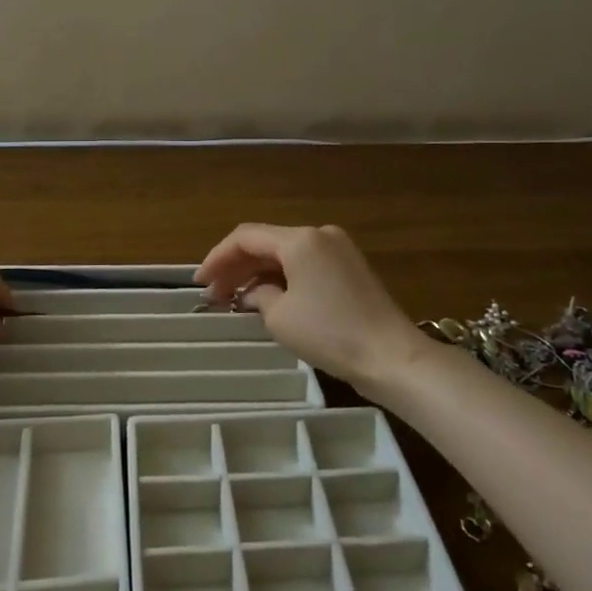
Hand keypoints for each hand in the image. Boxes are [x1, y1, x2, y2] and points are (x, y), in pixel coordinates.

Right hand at [195, 224, 424, 396]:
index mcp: (300, 239)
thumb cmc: (330, 333)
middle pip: (265, 243)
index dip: (217, 257)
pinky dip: (282, 277)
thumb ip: (257, 296)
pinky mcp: (349, 267)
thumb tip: (251, 294)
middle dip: (236, 267)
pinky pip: (305, 264)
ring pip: (285, 253)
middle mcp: (319, 234)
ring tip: (235, 299)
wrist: (391, 356)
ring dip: (258, 273)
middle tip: (213, 295)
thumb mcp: (281, 317)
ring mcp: (338, 249)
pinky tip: (267, 297)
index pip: (246, 237)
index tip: (199, 283)